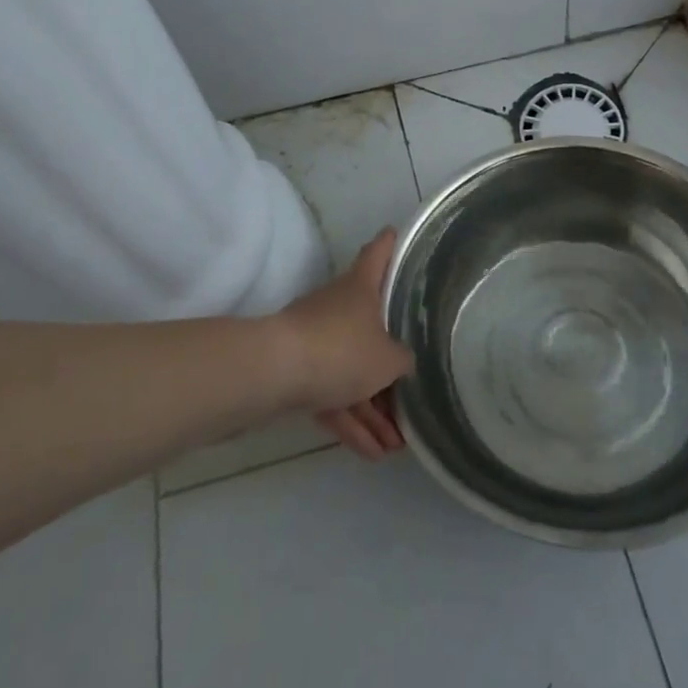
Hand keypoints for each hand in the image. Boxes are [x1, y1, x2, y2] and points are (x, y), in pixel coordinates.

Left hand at [276, 229, 413, 459]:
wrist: (274, 373)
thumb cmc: (341, 349)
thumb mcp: (388, 358)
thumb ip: (403, 360)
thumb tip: (403, 362)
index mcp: (361, 287)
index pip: (379, 253)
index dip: (390, 244)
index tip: (396, 234)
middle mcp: (338, 306)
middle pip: (370, 327)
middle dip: (390, 365)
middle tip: (412, 394)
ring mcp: (315, 339)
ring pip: (351, 371)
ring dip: (372, 409)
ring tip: (394, 446)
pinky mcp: (297, 372)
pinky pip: (331, 395)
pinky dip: (350, 420)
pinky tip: (369, 453)